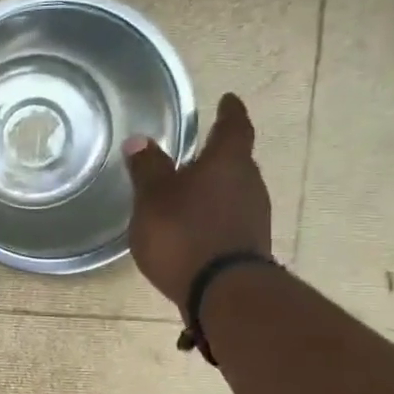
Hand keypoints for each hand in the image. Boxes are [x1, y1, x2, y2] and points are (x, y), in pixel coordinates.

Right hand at [124, 93, 272, 319]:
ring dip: (216, 188)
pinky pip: (231, 218)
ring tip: (190, 190)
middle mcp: (248, 183)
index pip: (233, 127)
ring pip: (234, 190)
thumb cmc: (183, 233)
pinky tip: (195, 225)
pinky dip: (215, 214)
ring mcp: (254, 217)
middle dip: (218, 154)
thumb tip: (140, 141)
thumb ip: (147, 169)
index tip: (228, 100)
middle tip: (198, 149)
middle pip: (237, 160)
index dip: (229, 112)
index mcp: (227, 162)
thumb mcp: (153, 198)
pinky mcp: (250, 245)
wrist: (222, 292)